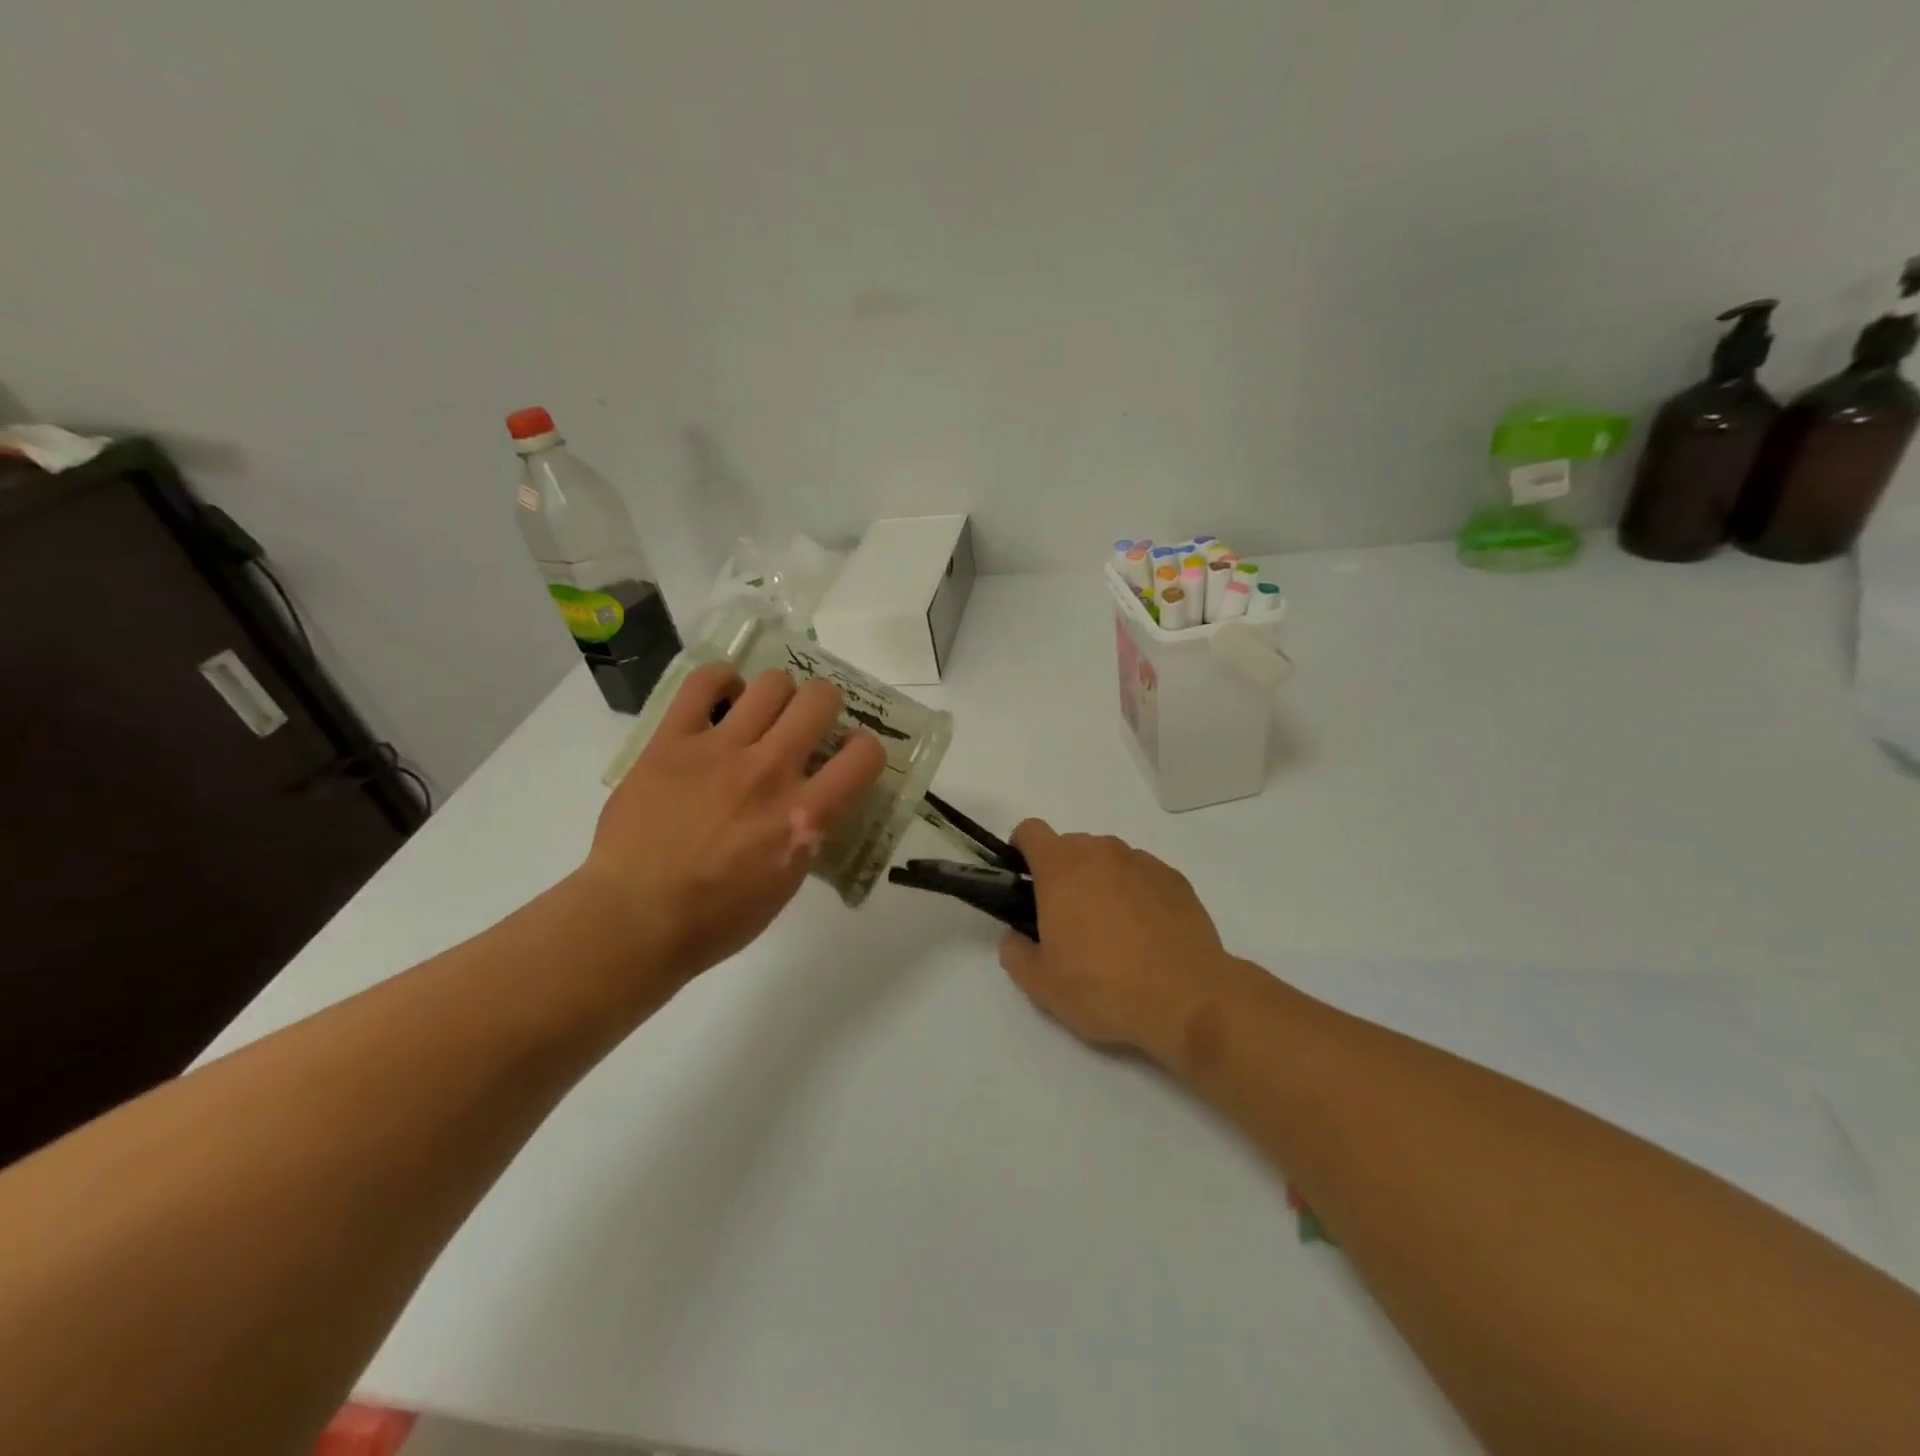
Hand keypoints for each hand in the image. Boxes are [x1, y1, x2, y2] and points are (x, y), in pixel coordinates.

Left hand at [577, 663, 886, 986]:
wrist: (635, 918)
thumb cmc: (716, 917)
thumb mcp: (786, 882)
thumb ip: (807, 832)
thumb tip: (812, 801)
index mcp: (804, 814)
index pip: (865, 754)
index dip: (865, 749)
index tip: (848, 757)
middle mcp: (770, 770)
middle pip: (820, 699)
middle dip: (823, 707)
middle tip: (807, 725)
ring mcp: (720, 750)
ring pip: (771, 683)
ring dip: (778, 695)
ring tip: (762, 713)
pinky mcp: (673, 741)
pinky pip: (703, 683)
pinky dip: (722, 681)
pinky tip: (724, 696)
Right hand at [997, 820, 1249, 1070]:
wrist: (1187, 998)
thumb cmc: (1103, 987)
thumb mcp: (1041, 984)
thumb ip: (1016, 952)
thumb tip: (1016, 937)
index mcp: (1061, 867)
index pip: (1030, 831)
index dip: (1021, 850)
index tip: (1024, 881)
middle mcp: (1101, 852)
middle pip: (1071, 847)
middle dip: (1062, 874)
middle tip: (1066, 922)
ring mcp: (1142, 862)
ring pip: (1108, 860)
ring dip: (1100, 883)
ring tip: (1111, 932)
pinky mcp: (1175, 879)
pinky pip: (1142, 876)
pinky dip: (1135, 894)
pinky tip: (1145, 935)